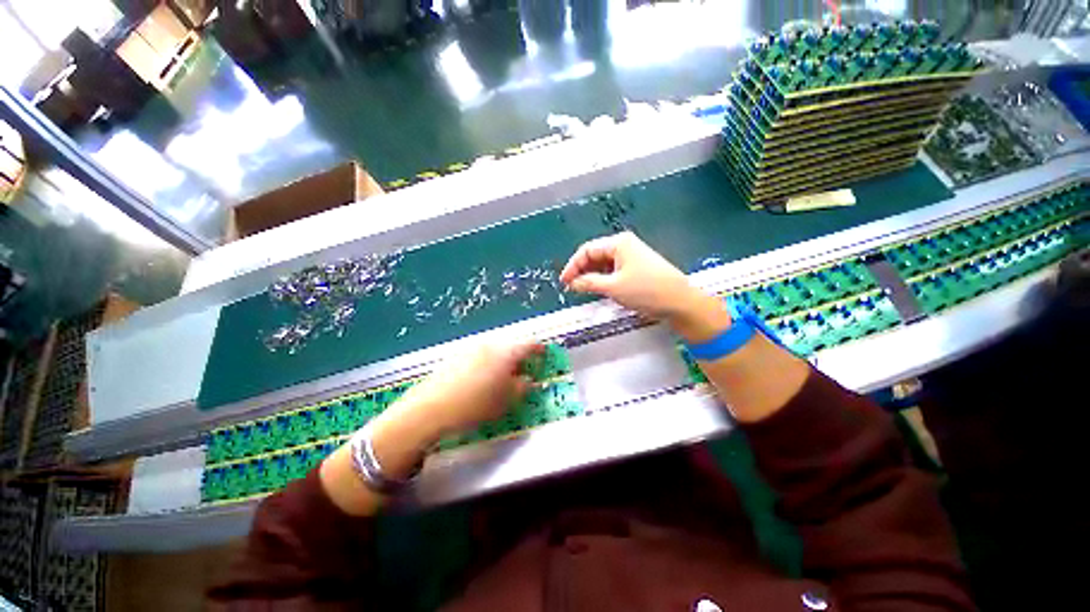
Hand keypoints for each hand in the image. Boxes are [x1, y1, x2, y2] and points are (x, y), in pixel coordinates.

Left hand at [392, 339, 542, 440]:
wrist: (430, 408)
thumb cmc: (475, 405)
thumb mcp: (506, 401)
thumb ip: (523, 387)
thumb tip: (529, 380)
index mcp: (506, 352)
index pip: (530, 344)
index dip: (540, 349)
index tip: (544, 355)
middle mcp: (490, 344)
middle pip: (512, 345)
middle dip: (520, 356)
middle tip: (524, 371)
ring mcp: (472, 347)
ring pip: (495, 349)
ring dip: (503, 359)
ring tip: (502, 377)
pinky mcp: (457, 354)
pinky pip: (480, 354)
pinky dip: (487, 361)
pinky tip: (481, 378)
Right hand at [560, 232, 730, 341]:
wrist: (680, 302)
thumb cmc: (645, 291)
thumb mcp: (613, 287)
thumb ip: (588, 283)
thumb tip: (572, 283)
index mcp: (618, 243)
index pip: (587, 250)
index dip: (572, 266)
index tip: (563, 282)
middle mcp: (624, 245)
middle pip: (595, 255)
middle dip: (582, 271)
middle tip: (572, 288)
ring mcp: (632, 256)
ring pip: (604, 264)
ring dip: (592, 276)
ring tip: (583, 290)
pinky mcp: (638, 268)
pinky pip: (614, 270)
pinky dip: (604, 279)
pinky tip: (600, 289)